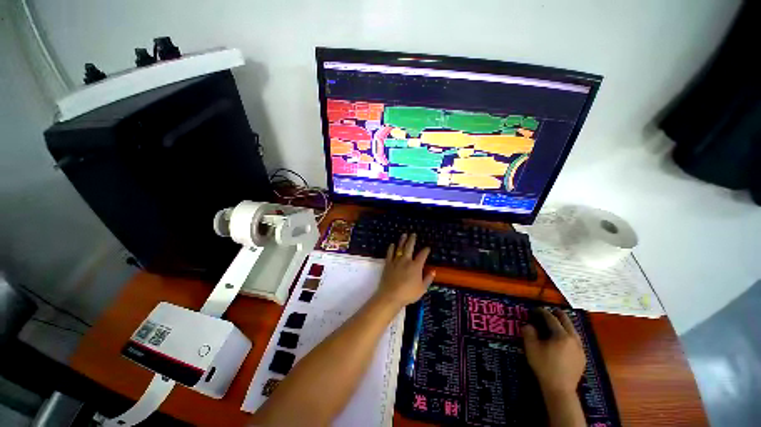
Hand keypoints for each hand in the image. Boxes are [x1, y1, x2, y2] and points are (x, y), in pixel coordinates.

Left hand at [375, 233, 435, 307]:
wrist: (390, 296)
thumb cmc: (408, 294)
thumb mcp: (422, 289)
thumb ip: (428, 279)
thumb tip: (433, 271)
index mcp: (416, 266)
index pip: (422, 255)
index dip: (426, 250)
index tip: (427, 247)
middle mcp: (406, 260)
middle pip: (410, 247)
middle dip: (412, 240)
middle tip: (413, 234)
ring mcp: (396, 261)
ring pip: (399, 248)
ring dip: (402, 240)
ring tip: (404, 235)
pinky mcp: (388, 264)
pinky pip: (390, 253)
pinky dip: (391, 248)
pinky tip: (392, 244)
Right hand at [522, 308, 585, 394]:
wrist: (560, 389)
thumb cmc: (544, 366)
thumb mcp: (531, 348)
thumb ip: (529, 333)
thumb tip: (528, 325)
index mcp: (561, 335)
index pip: (551, 318)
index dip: (543, 312)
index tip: (535, 309)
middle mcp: (573, 339)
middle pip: (567, 322)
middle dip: (558, 314)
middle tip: (550, 311)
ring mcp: (580, 349)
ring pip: (574, 331)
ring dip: (565, 325)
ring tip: (558, 323)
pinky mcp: (582, 357)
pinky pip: (576, 340)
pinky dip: (569, 335)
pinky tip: (564, 339)